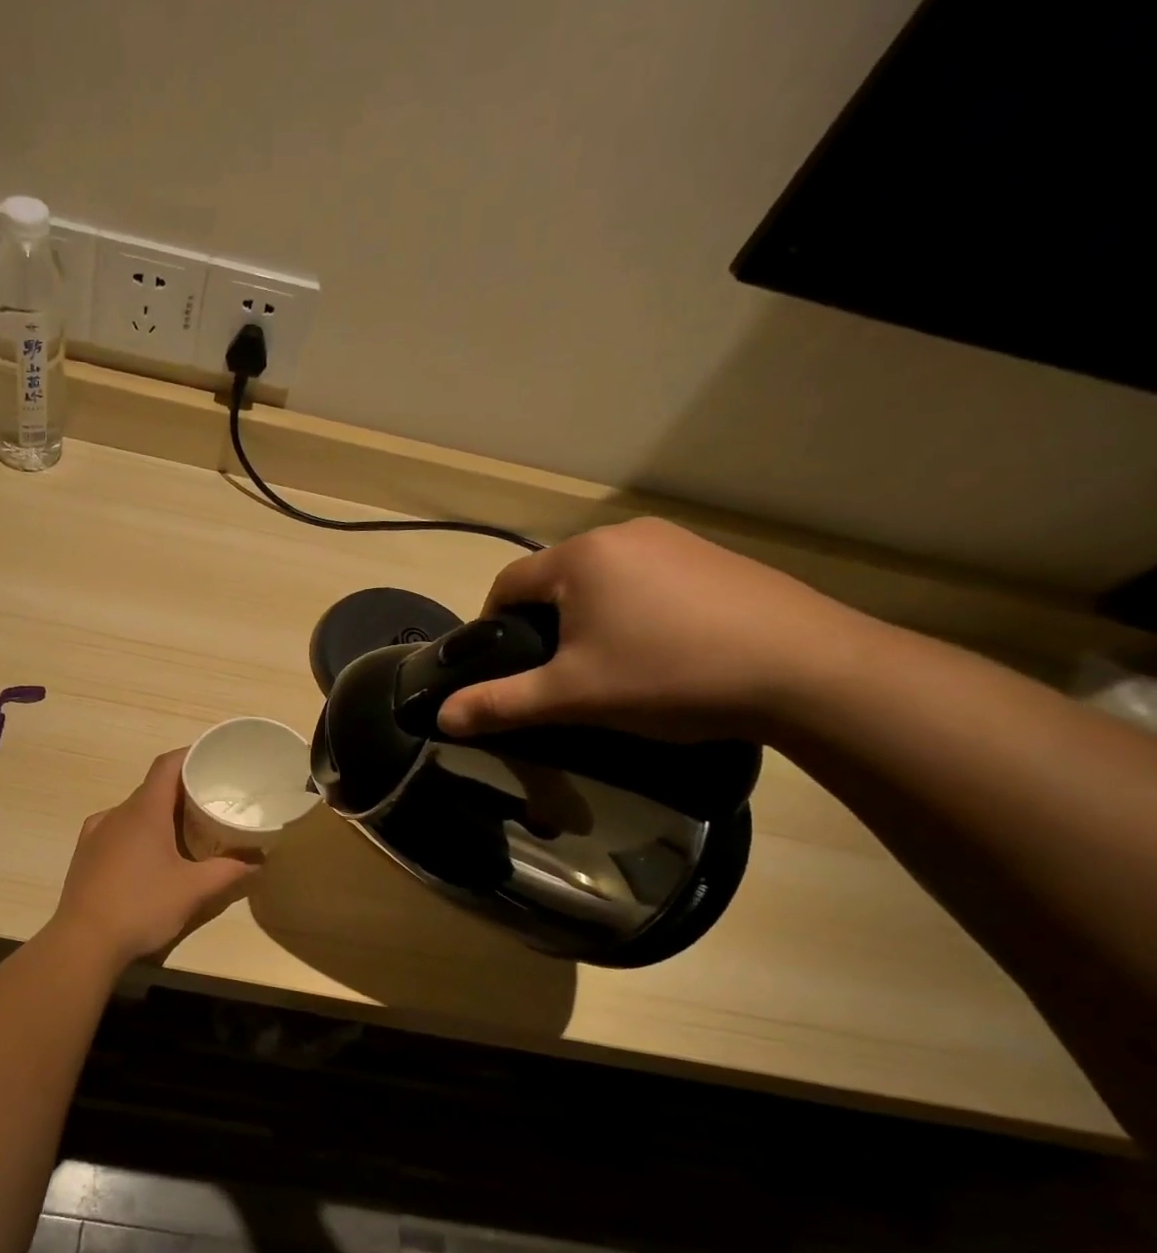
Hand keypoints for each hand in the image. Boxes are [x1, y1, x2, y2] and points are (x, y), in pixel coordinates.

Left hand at [51, 749, 259, 961]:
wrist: (83, 942)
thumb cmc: (142, 906)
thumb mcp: (193, 890)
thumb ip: (229, 871)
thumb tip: (258, 861)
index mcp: (144, 811)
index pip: (167, 765)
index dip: (190, 755)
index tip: (213, 760)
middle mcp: (117, 813)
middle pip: (152, 787)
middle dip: (181, 790)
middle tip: (210, 802)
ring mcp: (96, 833)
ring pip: (133, 810)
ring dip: (158, 813)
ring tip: (184, 831)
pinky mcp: (85, 854)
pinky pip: (116, 829)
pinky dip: (137, 832)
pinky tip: (148, 855)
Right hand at [435, 517, 870, 741]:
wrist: (809, 672)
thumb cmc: (669, 676)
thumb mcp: (573, 696)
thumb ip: (501, 703)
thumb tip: (442, 718)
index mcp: (580, 558)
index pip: (506, 584)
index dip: (491, 627)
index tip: (502, 669)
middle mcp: (623, 534)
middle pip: (555, 581)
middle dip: (544, 626)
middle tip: (557, 677)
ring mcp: (676, 541)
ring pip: (603, 581)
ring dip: (589, 619)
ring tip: (610, 668)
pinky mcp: (716, 559)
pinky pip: (649, 581)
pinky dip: (636, 612)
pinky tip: (662, 652)